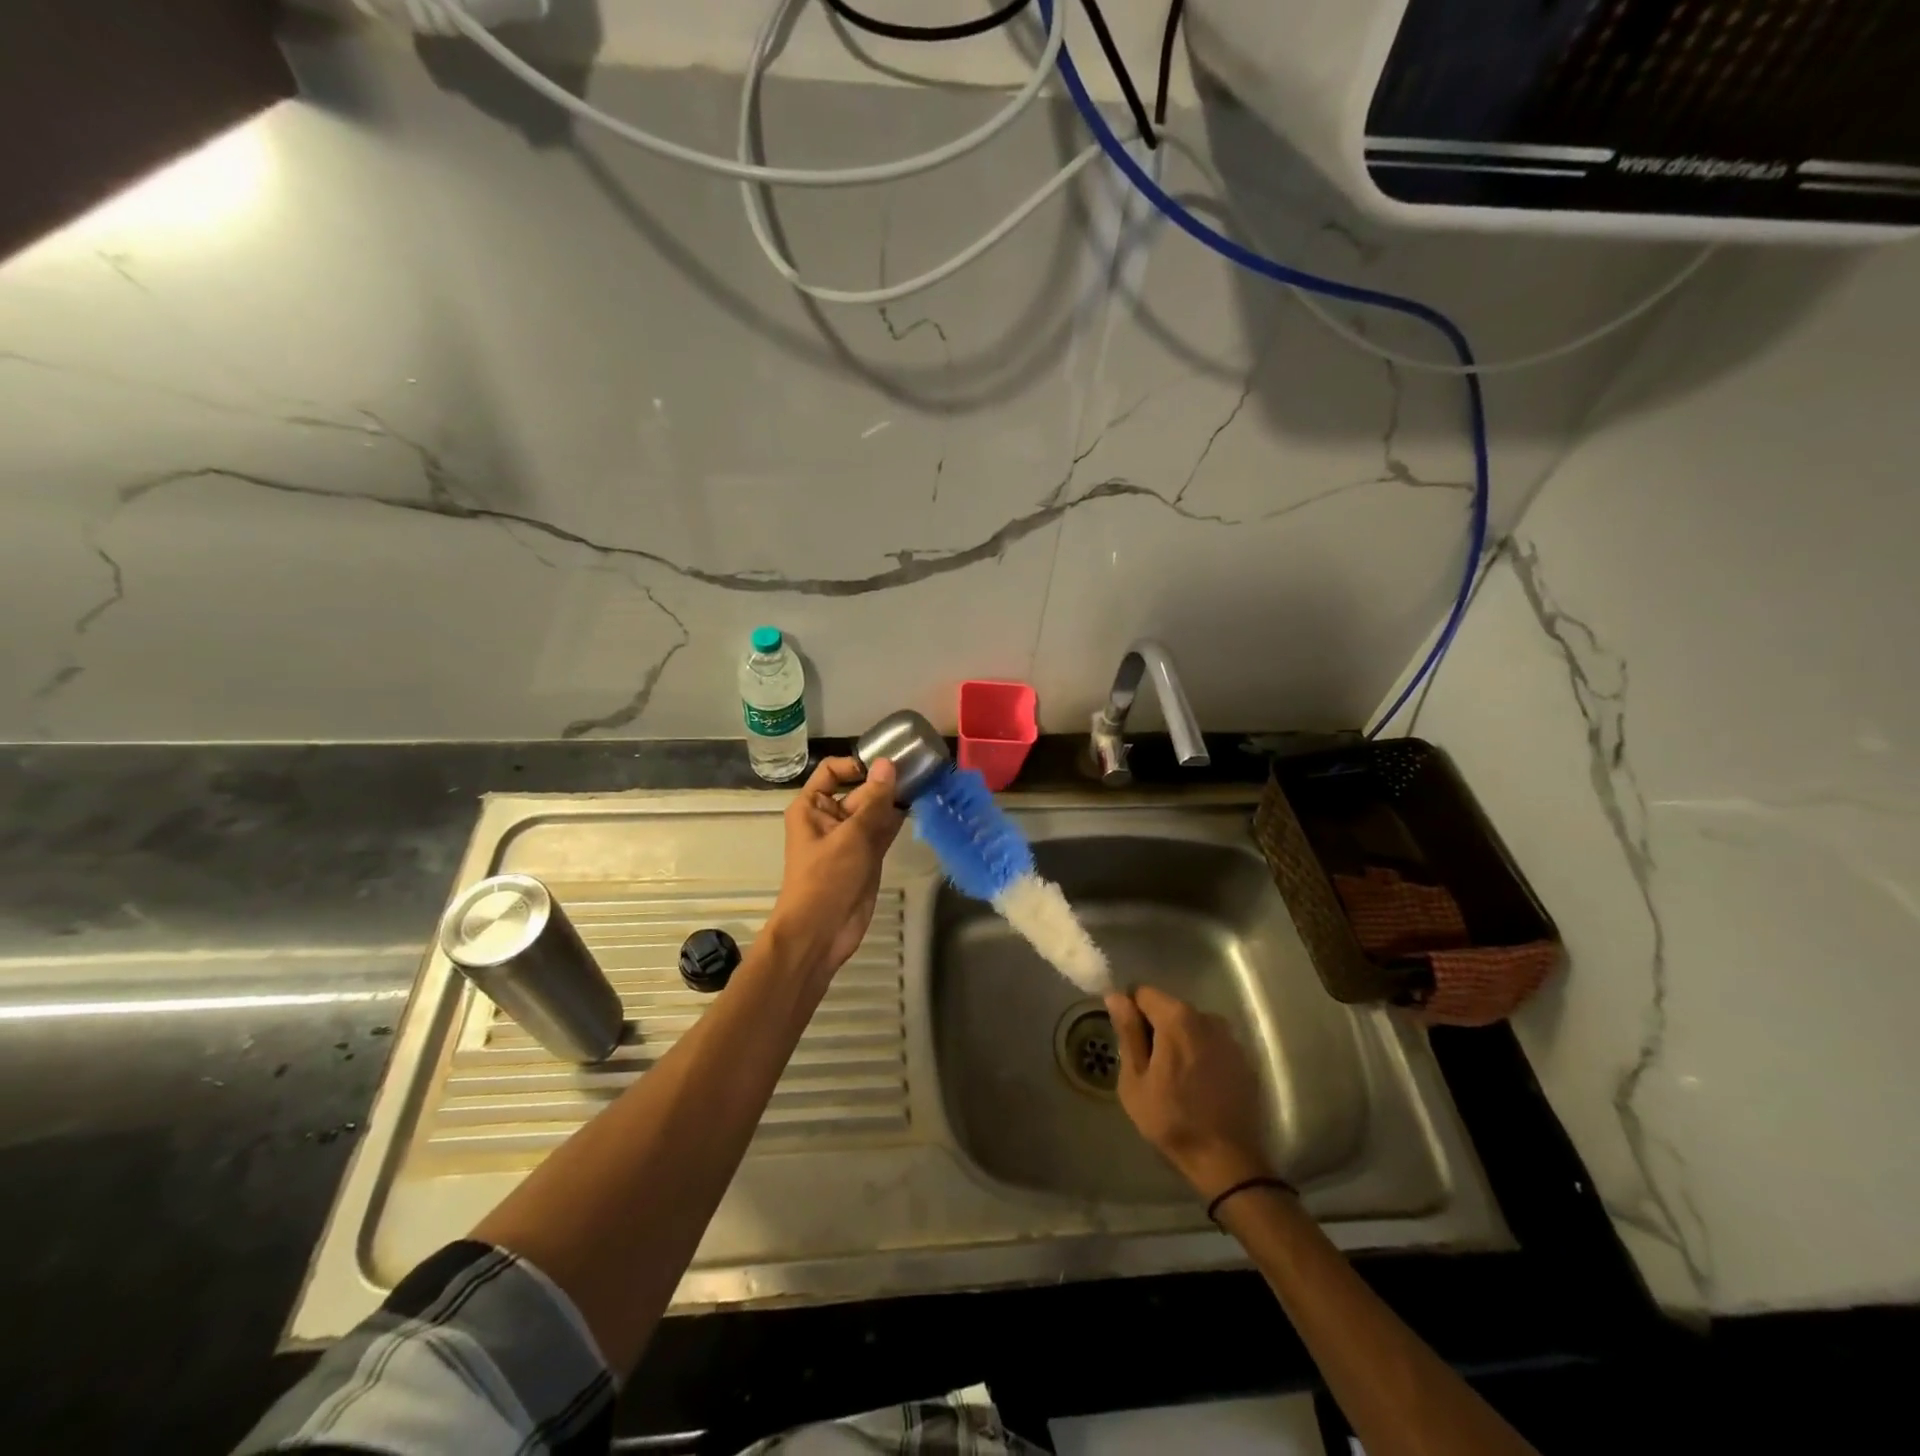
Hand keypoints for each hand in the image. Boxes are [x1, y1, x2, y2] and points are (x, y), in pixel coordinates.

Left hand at [767, 757, 905, 977]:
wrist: (821, 932)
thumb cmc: (827, 879)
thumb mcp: (851, 836)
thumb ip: (874, 800)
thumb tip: (887, 763)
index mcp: (811, 807)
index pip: (832, 771)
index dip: (857, 764)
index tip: (887, 762)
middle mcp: (829, 817)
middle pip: (858, 789)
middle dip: (884, 782)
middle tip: (919, 769)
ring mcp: (849, 838)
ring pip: (873, 810)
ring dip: (894, 800)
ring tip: (924, 783)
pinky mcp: (866, 856)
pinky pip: (882, 830)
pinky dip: (897, 820)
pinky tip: (919, 806)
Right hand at [1106, 986, 1275, 1200]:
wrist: (1227, 1161)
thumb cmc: (1171, 1120)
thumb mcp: (1135, 1079)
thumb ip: (1127, 1032)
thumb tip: (1116, 995)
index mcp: (1177, 1018)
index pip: (1143, 993)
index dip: (1131, 1012)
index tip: (1129, 1041)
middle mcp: (1207, 1017)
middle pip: (1169, 1008)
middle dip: (1155, 1027)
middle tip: (1148, 1066)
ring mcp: (1229, 1038)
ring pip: (1191, 1026)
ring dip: (1179, 1041)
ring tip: (1173, 1077)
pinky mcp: (1244, 1058)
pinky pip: (1211, 1043)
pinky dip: (1200, 1054)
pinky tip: (1197, 1085)